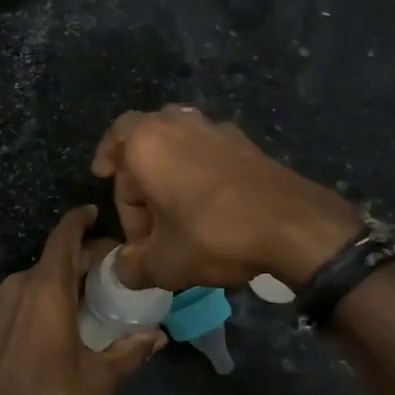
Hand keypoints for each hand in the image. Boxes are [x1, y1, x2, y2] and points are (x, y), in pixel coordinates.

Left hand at [0, 207, 162, 394]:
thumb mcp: (98, 379)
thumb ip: (130, 352)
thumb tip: (158, 336)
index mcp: (47, 289)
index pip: (64, 236)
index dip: (80, 219)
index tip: (97, 212)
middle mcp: (22, 285)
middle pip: (57, 255)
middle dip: (85, 254)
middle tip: (116, 265)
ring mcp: (4, 301)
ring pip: (41, 274)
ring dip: (68, 274)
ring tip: (97, 290)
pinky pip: (28, 291)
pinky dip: (50, 290)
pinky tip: (68, 313)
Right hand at [91, 106, 360, 290]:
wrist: (291, 225)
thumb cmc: (212, 234)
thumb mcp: (164, 263)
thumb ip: (133, 266)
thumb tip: (122, 270)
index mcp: (148, 142)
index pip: (115, 140)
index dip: (107, 161)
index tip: (103, 178)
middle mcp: (180, 124)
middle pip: (147, 137)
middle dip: (139, 171)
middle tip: (142, 209)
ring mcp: (218, 130)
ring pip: (181, 142)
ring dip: (171, 169)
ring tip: (173, 207)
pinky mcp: (248, 144)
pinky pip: (210, 152)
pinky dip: (200, 172)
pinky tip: (209, 208)